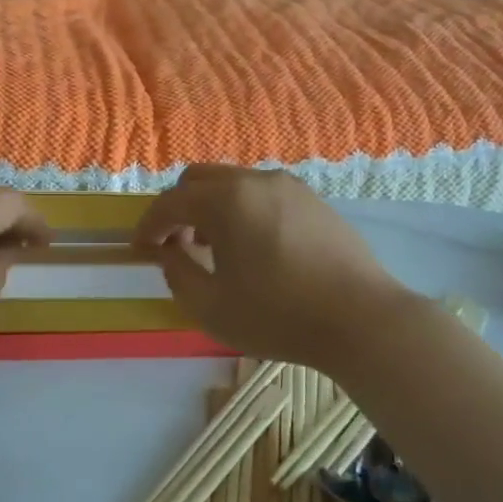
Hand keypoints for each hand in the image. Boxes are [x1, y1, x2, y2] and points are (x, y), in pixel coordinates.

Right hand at [135, 165, 412, 367]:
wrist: (364, 321)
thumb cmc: (279, 316)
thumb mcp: (211, 306)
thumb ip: (177, 272)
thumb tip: (168, 252)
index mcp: (226, 200)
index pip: (170, 203)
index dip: (148, 226)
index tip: (139, 250)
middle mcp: (256, 181)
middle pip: (198, 180)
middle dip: (178, 209)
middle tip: (175, 245)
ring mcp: (290, 187)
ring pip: (232, 183)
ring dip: (210, 208)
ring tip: (213, 248)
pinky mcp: (313, 201)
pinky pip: (261, 194)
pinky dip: (241, 210)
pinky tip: (251, 247)